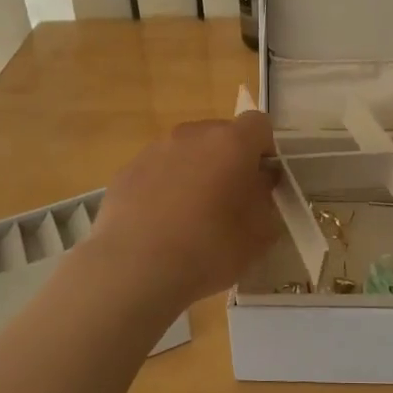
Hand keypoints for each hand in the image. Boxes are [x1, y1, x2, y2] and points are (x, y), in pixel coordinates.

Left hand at [88, 112, 282, 306]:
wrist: (135, 268)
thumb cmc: (210, 249)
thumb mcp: (260, 233)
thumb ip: (266, 197)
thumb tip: (258, 182)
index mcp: (231, 142)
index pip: (258, 124)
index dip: (264, 149)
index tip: (261, 180)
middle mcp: (193, 135)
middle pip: (220, 135)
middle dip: (229, 159)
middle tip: (229, 200)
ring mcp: (155, 150)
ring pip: (187, 151)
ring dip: (195, 171)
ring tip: (190, 215)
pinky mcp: (127, 170)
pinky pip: (157, 170)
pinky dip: (164, 186)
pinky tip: (160, 223)